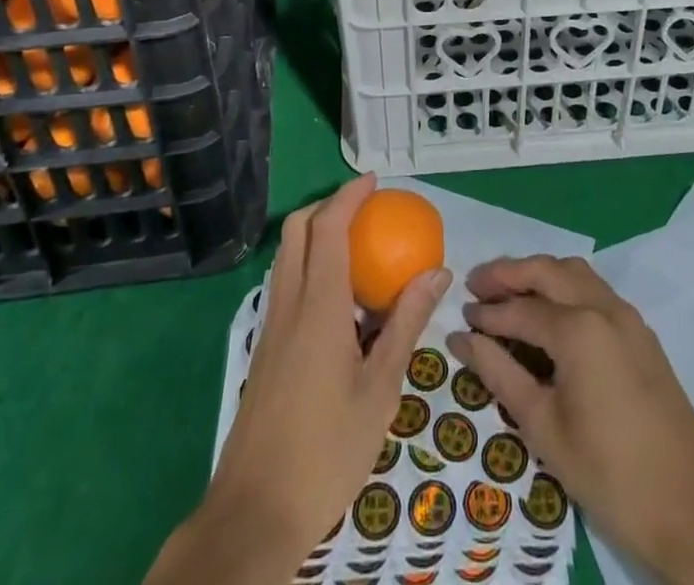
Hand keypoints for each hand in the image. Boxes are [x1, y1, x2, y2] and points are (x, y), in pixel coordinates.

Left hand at [147, 175, 449, 584]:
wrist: (256, 511)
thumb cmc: (328, 450)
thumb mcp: (381, 389)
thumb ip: (407, 323)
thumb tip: (438, 272)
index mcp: (318, 306)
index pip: (328, 227)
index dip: (349, 196)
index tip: (374, 181)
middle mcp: (288, 303)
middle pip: (297, 229)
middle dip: (328, 205)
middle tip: (366, 208)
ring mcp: (271, 325)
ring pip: (287, 254)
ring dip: (316, 232)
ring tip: (357, 246)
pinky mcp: (265, 347)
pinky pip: (286, 282)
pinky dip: (309, 264)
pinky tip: (339, 298)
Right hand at [450, 255, 693, 584]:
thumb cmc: (610, 475)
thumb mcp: (544, 429)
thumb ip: (500, 375)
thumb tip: (463, 339)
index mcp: (578, 329)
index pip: (520, 308)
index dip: (487, 314)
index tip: (460, 320)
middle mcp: (603, 307)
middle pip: (547, 271)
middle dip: (508, 274)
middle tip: (476, 286)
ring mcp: (628, 317)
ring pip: (574, 272)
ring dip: (539, 274)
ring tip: (509, 293)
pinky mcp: (642, 333)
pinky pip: (595, 290)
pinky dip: (565, 287)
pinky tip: (549, 313)